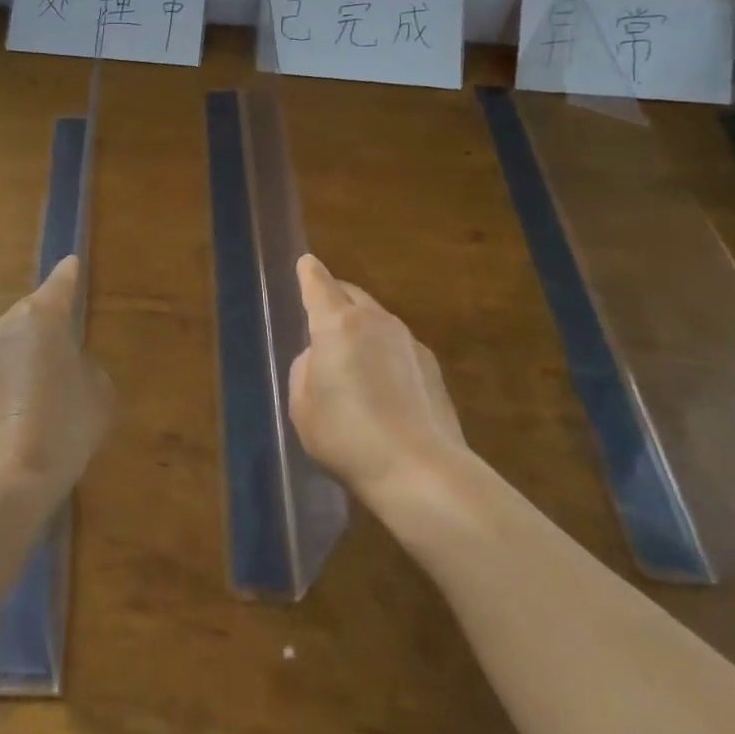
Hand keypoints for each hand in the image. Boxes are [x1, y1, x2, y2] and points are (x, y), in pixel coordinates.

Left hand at [0, 256, 112, 496]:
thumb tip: (69, 366)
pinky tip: (23, 409)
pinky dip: (10, 379)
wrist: (5, 477)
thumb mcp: (98, 392)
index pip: (60, 284)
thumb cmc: (63, 424)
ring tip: (45, 387)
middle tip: (68, 349)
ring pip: (10, 342)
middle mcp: (3, 325)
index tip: (72, 265)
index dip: (69, 276)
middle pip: (31, 314)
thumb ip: (86, 366)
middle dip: (48, 325)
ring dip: (26, 354)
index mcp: (40, 315)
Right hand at [289, 255, 468, 503]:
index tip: (306, 262)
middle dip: (335, 297)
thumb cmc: (347, 435)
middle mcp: (375, 322)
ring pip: (377, 321)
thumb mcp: (302, 406)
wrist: (420, 471)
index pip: (318, 284)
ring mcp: (409, 342)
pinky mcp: (432, 368)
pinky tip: (381, 388)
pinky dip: (384, 355)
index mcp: (337, 324)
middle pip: (351, 295)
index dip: (309, 273)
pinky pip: (398, 348)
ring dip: (361, 329)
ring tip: (351, 360)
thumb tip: (321, 358)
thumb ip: (306, 370)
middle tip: (321, 314)